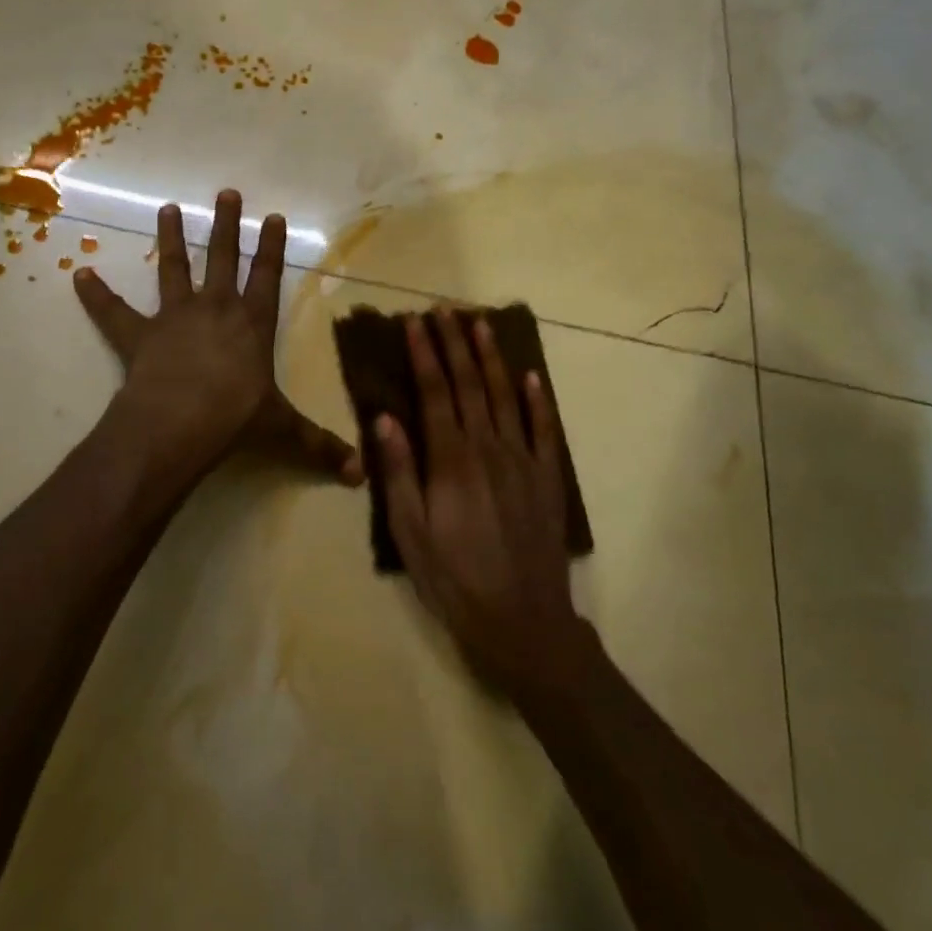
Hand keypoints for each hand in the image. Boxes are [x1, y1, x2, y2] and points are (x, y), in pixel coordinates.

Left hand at [74, 190, 363, 498]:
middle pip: (223, 257)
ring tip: (167, 209)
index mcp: (252, 323)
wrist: (180, 423)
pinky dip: (97, 295)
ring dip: (172, 239)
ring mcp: (175, 317)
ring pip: (175, 269)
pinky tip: (80, 275)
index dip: (271, 247)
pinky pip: (114, 311)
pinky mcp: (139, 334)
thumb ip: (319, 446)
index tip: (272, 216)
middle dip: (226, 224)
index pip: (267, 276)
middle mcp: (216, 308)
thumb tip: (359, 474)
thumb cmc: (236, 418)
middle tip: (226, 193)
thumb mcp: (283, 430)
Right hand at [375, 310, 586, 696]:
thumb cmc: (454, 578)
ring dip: (491, 357)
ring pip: (505, 396)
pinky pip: (543, 429)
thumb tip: (383, 418)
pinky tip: (530, 375)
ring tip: (481, 324)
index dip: (423, 353)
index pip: (434, 392)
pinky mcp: (547, 477)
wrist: (522, 621)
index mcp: (450, 459)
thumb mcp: (410, 532)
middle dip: (454, 343)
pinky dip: (537, 399)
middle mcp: (488, 448)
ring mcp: (523, 460)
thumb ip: (398, 471)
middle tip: (444, 309)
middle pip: (469, 384)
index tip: (414, 322)